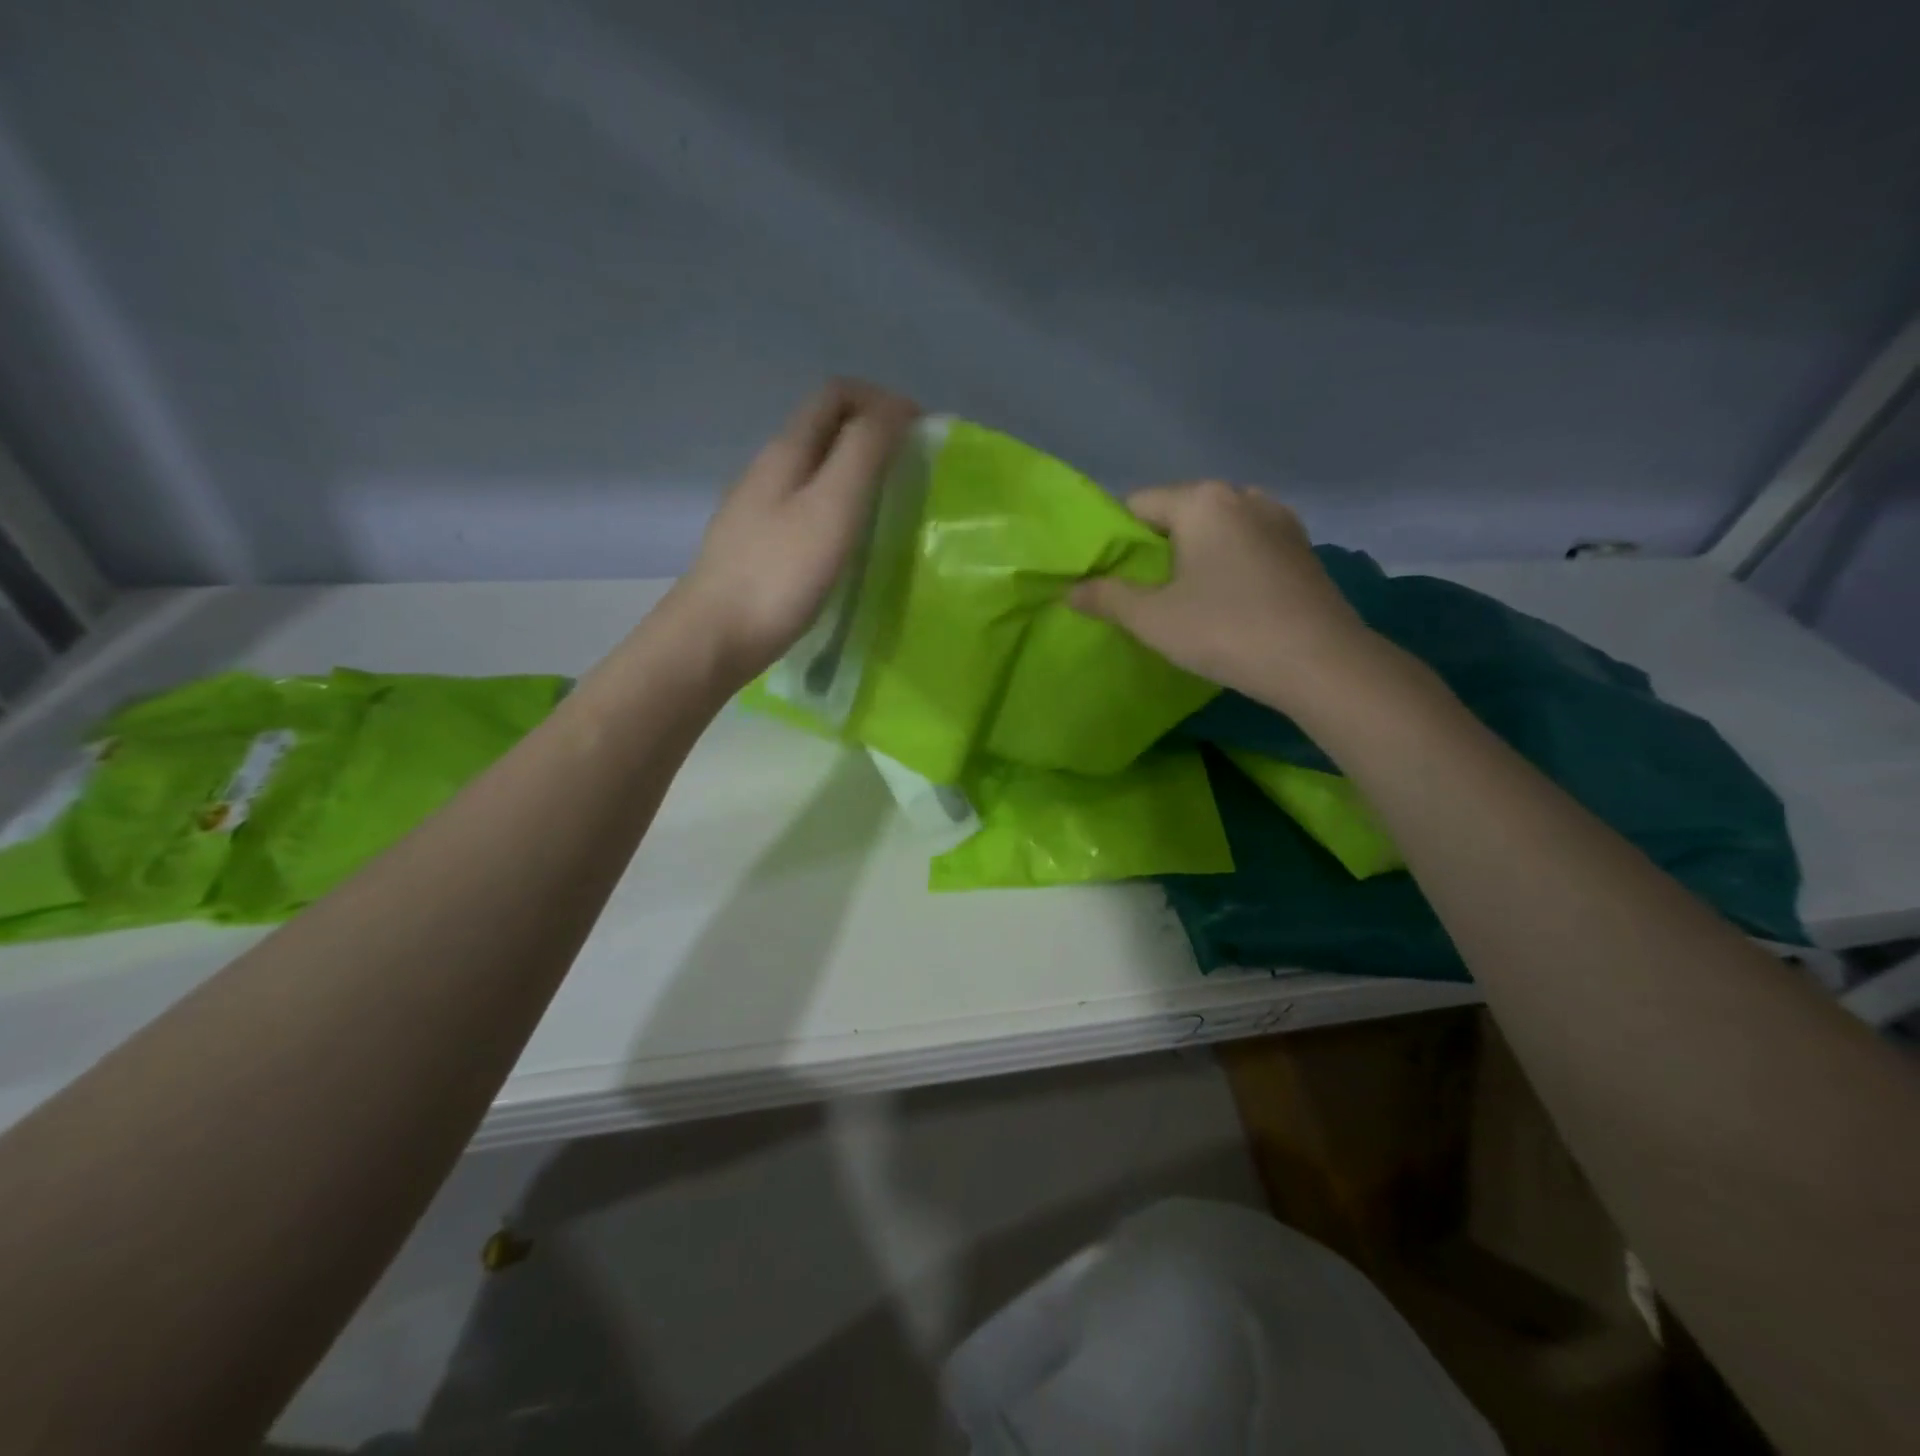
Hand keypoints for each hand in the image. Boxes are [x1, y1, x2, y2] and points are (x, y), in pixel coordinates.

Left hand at [667, 380, 918, 684]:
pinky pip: (804, 507)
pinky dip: (836, 507)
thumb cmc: (780, 573)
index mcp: (786, 451)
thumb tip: (895, 408)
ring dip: (854, 472)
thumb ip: (864, 451)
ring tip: (888, 504)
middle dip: (871, 433)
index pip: (836, 394)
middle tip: (911, 467)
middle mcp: (768, 469)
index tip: (920, 433)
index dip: (882, 400)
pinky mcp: (758, 546)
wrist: (716, 637)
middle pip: (823, 428)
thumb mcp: (832, 506)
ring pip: (813, 470)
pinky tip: (849, 542)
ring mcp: (757, 509)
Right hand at [1071, 481, 1373, 709]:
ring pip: (1217, 528)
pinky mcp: (1302, 548)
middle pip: (1180, 511)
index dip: (1115, 537)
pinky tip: (1226, 599)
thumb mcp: (1152, 618)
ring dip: (1195, 554)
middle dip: (1156, 546)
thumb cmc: (1225, 630)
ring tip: (1184, 596)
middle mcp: (1243, 496)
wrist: (1320, 661)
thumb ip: (1107, 598)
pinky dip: (1228, 562)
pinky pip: (1247, 544)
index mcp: (1203, 500)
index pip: (1138, 503)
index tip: (1108, 574)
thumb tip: (1070, 590)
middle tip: (1142, 590)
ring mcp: (1280, 520)